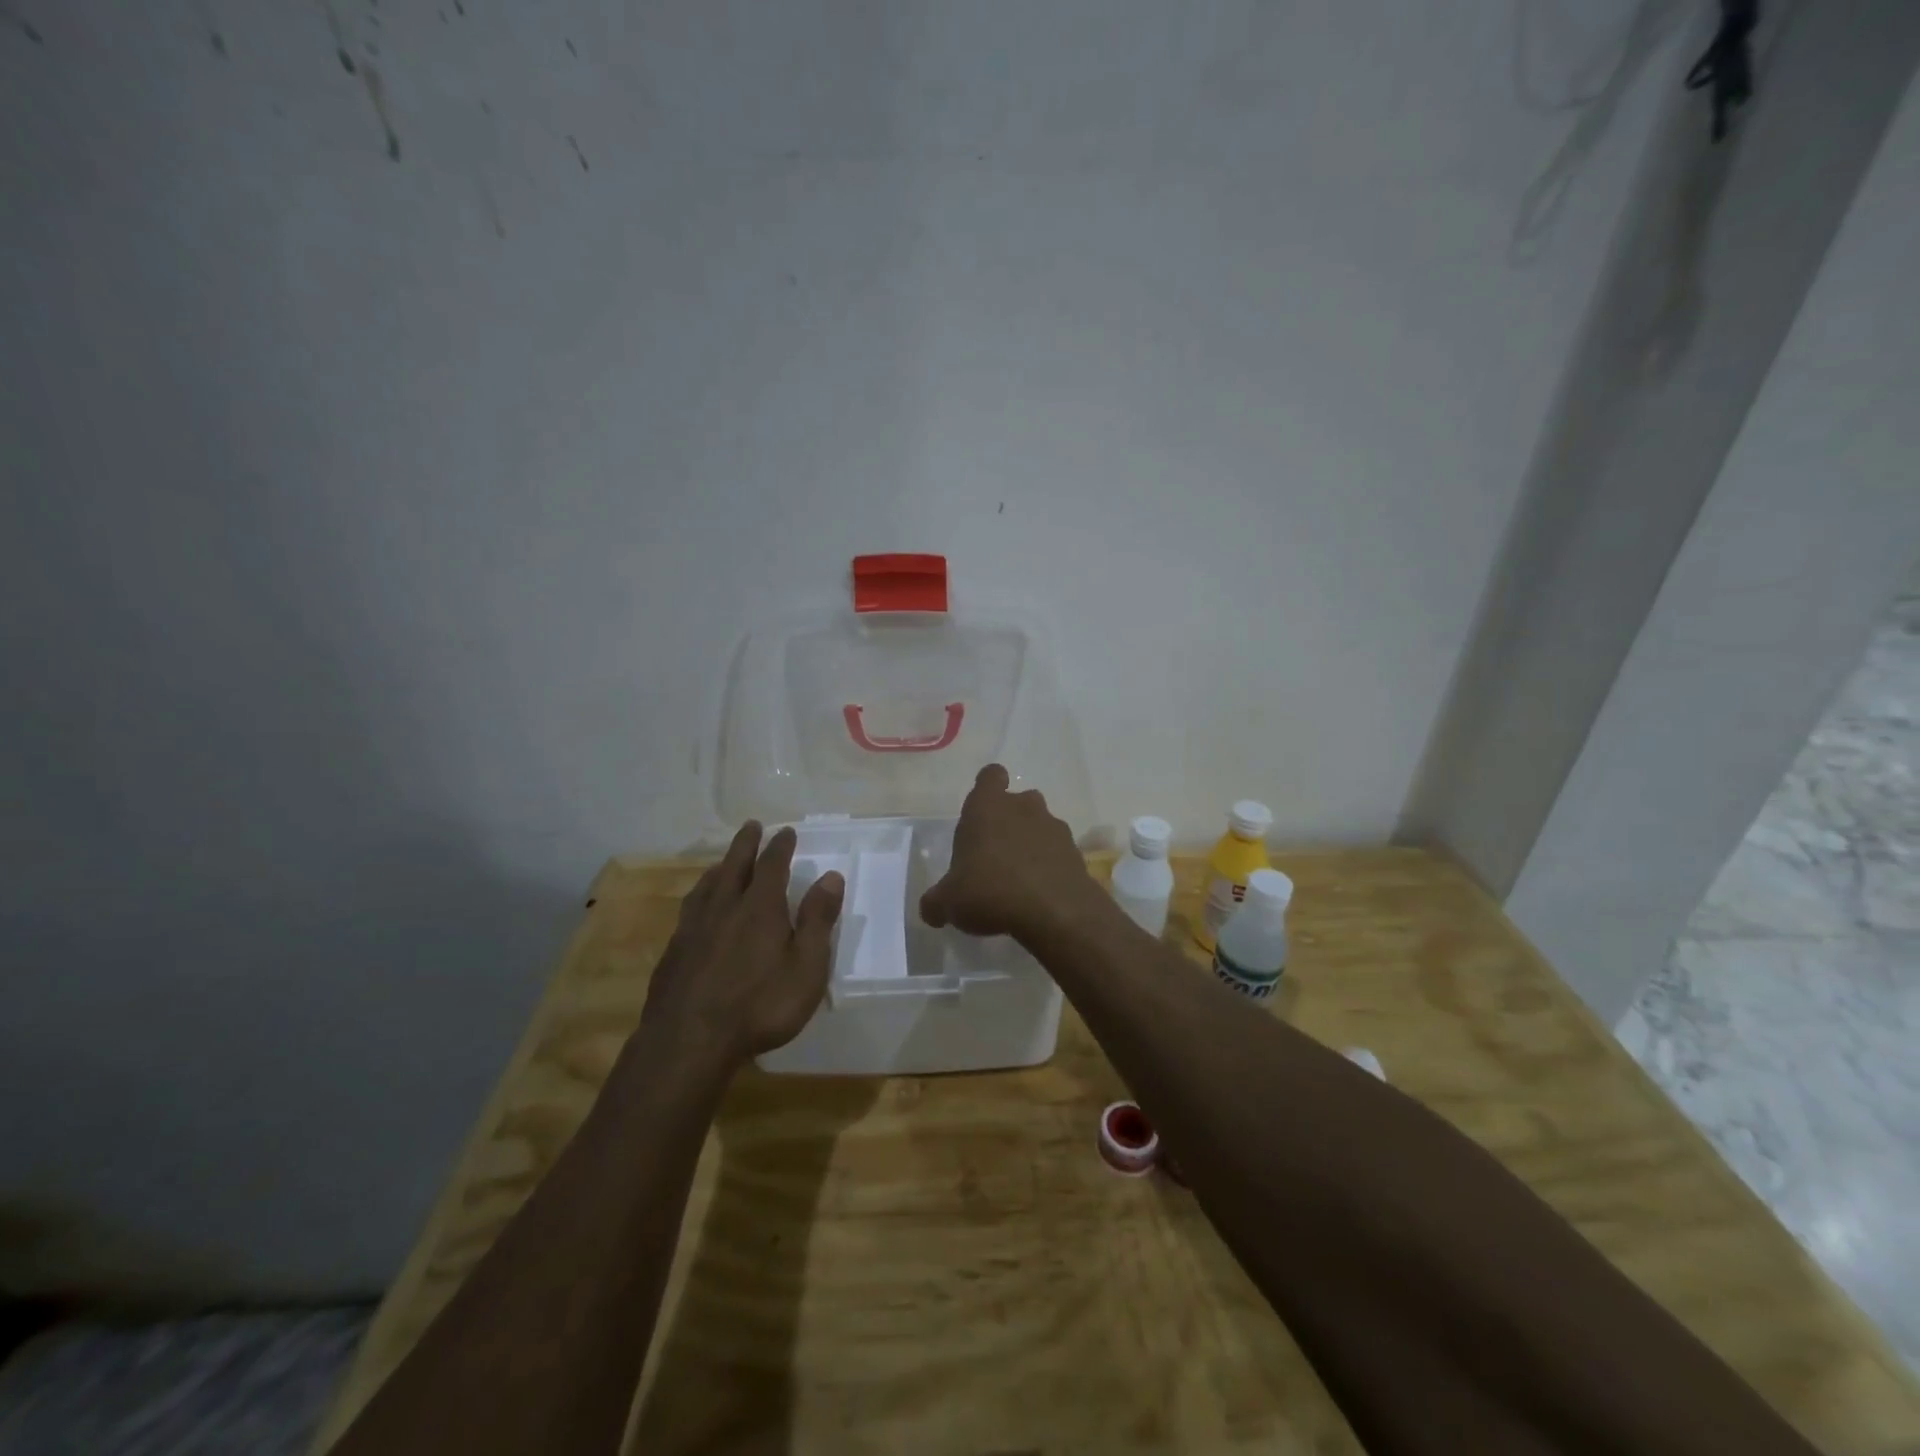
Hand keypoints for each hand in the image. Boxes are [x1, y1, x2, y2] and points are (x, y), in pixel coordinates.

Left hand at [641, 822, 843, 1066]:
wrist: (688, 1041)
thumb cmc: (760, 1006)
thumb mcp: (806, 967)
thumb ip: (818, 920)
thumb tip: (831, 876)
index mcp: (760, 908)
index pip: (772, 865)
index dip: (780, 846)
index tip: (786, 831)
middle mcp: (724, 908)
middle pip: (735, 866)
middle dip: (746, 844)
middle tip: (751, 825)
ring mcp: (693, 929)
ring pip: (707, 886)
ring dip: (719, 868)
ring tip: (723, 862)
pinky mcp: (673, 952)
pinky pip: (689, 911)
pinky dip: (699, 897)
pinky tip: (697, 909)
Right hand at [919, 764, 1101, 942]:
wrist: (1055, 912)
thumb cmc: (991, 891)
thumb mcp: (949, 902)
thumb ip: (936, 902)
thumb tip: (930, 910)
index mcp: (987, 807)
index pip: (990, 776)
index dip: (987, 787)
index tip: (981, 810)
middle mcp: (1023, 807)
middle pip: (1018, 801)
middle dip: (1008, 821)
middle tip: (994, 853)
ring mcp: (1054, 828)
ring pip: (1040, 825)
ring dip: (1030, 844)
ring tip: (1017, 878)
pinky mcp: (1076, 852)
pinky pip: (1058, 852)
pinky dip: (1050, 866)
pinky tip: (1039, 894)